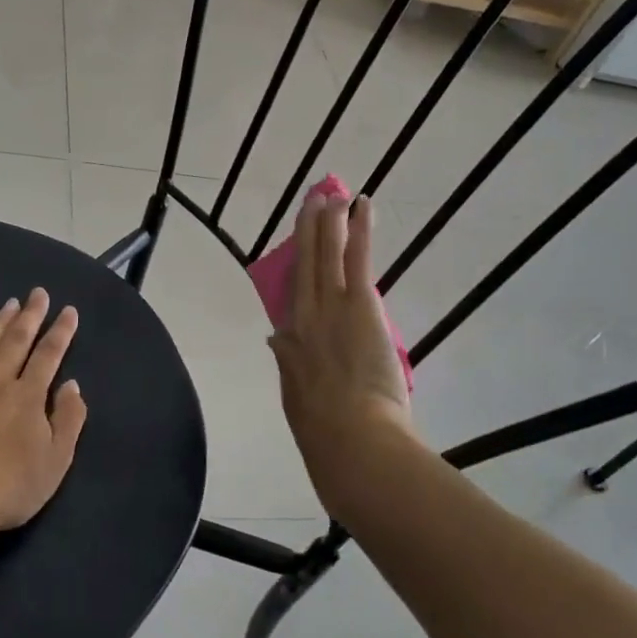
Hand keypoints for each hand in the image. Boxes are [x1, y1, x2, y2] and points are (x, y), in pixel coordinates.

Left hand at [0, 288, 87, 537]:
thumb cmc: (10, 487)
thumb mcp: (56, 461)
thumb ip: (69, 419)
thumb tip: (72, 385)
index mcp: (28, 396)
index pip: (49, 355)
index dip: (61, 331)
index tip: (68, 310)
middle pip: (17, 342)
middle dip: (31, 315)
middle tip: (38, 293)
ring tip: (9, 304)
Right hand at [268, 191, 412, 510]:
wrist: (351, 441)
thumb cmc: (327, 434)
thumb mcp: (297, 400)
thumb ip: (290, 366)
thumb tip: (275, 339)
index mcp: (289, 345)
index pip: (290, 298)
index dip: (292, 269)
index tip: (295, 251)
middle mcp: (303, 318)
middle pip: (302, 266)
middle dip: (306, 233)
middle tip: (310, 203)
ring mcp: (329, 308)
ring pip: (325, 254)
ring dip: (328, 223)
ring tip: (331, 196)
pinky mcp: (358, 303)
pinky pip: (356, 257)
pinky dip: (359, 229)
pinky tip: (361, 205)